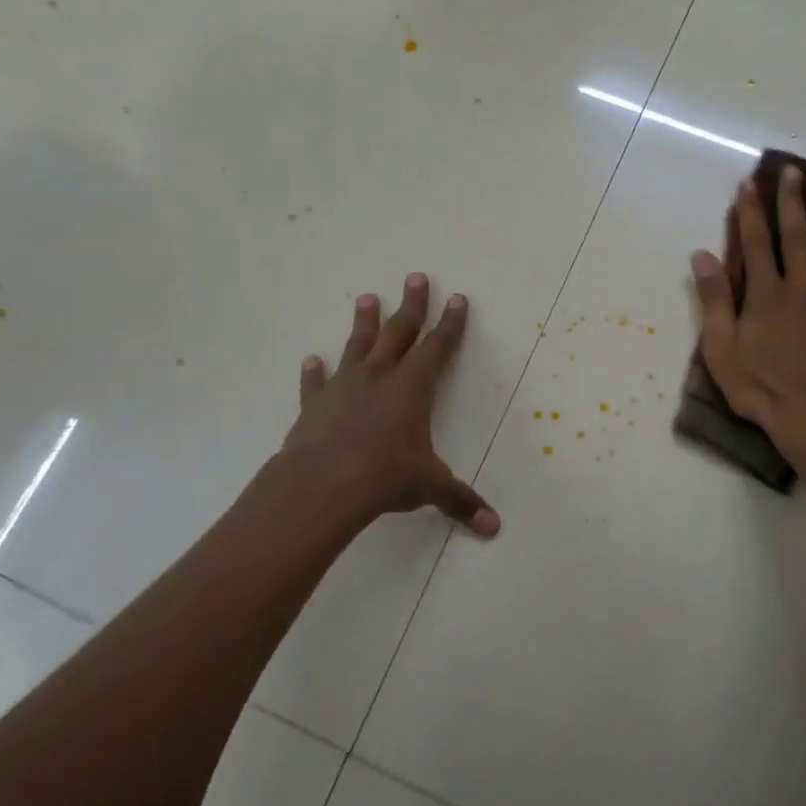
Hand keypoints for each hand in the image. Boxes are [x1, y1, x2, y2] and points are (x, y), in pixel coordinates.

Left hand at [284, 274, 499, 536]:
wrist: (323, 484)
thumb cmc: (384, 476)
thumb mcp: (429, 486)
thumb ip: (460, 501)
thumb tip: (494, 528)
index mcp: (412, 387)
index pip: (437, 347)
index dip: (450, 324)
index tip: (456, 298)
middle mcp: (380, 376)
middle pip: (399, 331)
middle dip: (411, 305)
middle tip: (415, 277)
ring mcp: (344, 386)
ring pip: (357, 345)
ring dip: (364, 322)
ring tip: (366, 297)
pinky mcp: (314, 405)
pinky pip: (316, 383)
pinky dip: (314, 372)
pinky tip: (311, 360)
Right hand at [689, 168, 805, 468]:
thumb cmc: (761, 389)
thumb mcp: (721, 349)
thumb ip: (713, 300)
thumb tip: (702, 255)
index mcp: (766, 295)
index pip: (756, 243)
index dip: (751, 212)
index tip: (749, 184)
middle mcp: (802, 288)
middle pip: (798, 237)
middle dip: (792, 202)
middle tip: (792, 171)